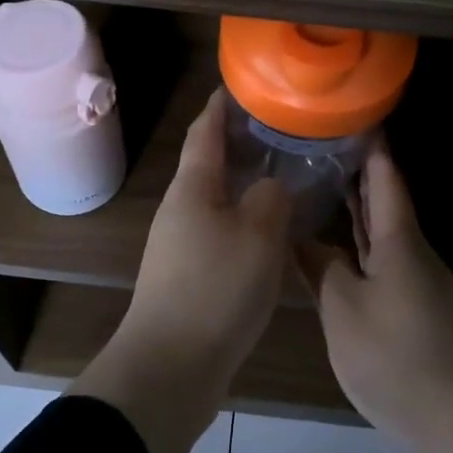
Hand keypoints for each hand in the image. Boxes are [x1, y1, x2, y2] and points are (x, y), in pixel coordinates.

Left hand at [71, 90, 289, 452]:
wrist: (171, 367)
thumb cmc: (216, 289)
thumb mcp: (258, 235)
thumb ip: (269, 199)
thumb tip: (269, 187)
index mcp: (192, 189)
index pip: (204, 132)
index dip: (220, 106)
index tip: (240, 85)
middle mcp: (181, 210)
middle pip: (208, 165)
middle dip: (238, 144)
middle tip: (278, 131)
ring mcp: (180, 246)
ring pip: (216, 201)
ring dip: (243, 185)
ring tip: (282, 176)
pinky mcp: (188, 277)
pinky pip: (220, 233)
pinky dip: (244, 221)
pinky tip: (270, 232)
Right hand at [297, 138, 452, 452]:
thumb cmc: (398, 357)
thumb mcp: (343, 310)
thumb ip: (320, 268)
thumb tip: (300, 237)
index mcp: (400, 242)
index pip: (385, 179)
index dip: (371, 146)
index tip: (353, 116)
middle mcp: (414, 254)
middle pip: (385, 204)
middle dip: (357, 175)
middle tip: (320, 148)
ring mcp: (419, 285)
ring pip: (383, 236)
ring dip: (357, 212)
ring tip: (322, 190)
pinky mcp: (417, 313)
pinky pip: (383, 264)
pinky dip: (361, 248)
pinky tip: (340, 255)